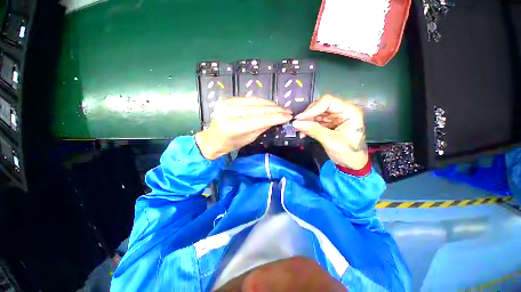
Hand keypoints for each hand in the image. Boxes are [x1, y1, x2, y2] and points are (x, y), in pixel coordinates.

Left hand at [195, 97, 291, 159]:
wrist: (213, 139)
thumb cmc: (230, 144)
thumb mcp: (248, 139)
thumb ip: (262, 127)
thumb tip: (276, 119)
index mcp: (232, 127)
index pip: (259, 120)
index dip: (275, 117)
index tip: (288, 116)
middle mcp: (228, 112)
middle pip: (257, 109)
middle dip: (275, 110)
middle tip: (288, 111)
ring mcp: (227, 103)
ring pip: (254, 101)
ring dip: (270, 104)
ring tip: (281, 108)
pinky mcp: (227, 99)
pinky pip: (249, 98)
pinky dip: (261, 101)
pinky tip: (270, 104)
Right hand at [292, 95, 367, 169]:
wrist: (352, 163)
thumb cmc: (348, 153)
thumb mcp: (330, 141)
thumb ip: (313, 130)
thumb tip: (295, 123)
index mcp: (349, 111)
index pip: (327, 102)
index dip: (312, 109)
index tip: (299, 119)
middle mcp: (342, 110)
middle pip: (320, 106)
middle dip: (307, 115)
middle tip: (297, 125)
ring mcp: (335, 117)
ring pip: (315, 113)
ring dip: (306, 121)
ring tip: (299, 130)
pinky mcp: (329, 123)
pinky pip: (315, 121)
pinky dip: (308, 126)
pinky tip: (303, 133)